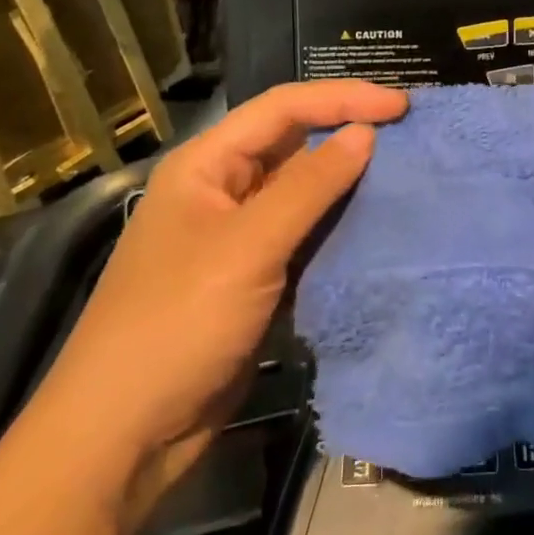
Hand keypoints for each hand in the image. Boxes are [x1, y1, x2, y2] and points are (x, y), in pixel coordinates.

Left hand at [29, 81, 407, 478]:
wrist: (123, 437)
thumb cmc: (177, 324)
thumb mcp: (248, 247)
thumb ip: (311, 185)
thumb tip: (365, 132)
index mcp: (206, 164)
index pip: (283, 108)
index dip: (343, 97)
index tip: (401, 105)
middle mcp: (221, 188)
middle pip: (293, 142)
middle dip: (347, 131)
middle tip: (410, 131)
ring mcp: (237, 235)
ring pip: (302, 189)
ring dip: (348, 179)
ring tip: (405, 170)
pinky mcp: (253, 276)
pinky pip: (304, 233)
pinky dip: (338, 224)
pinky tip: (377, 223)